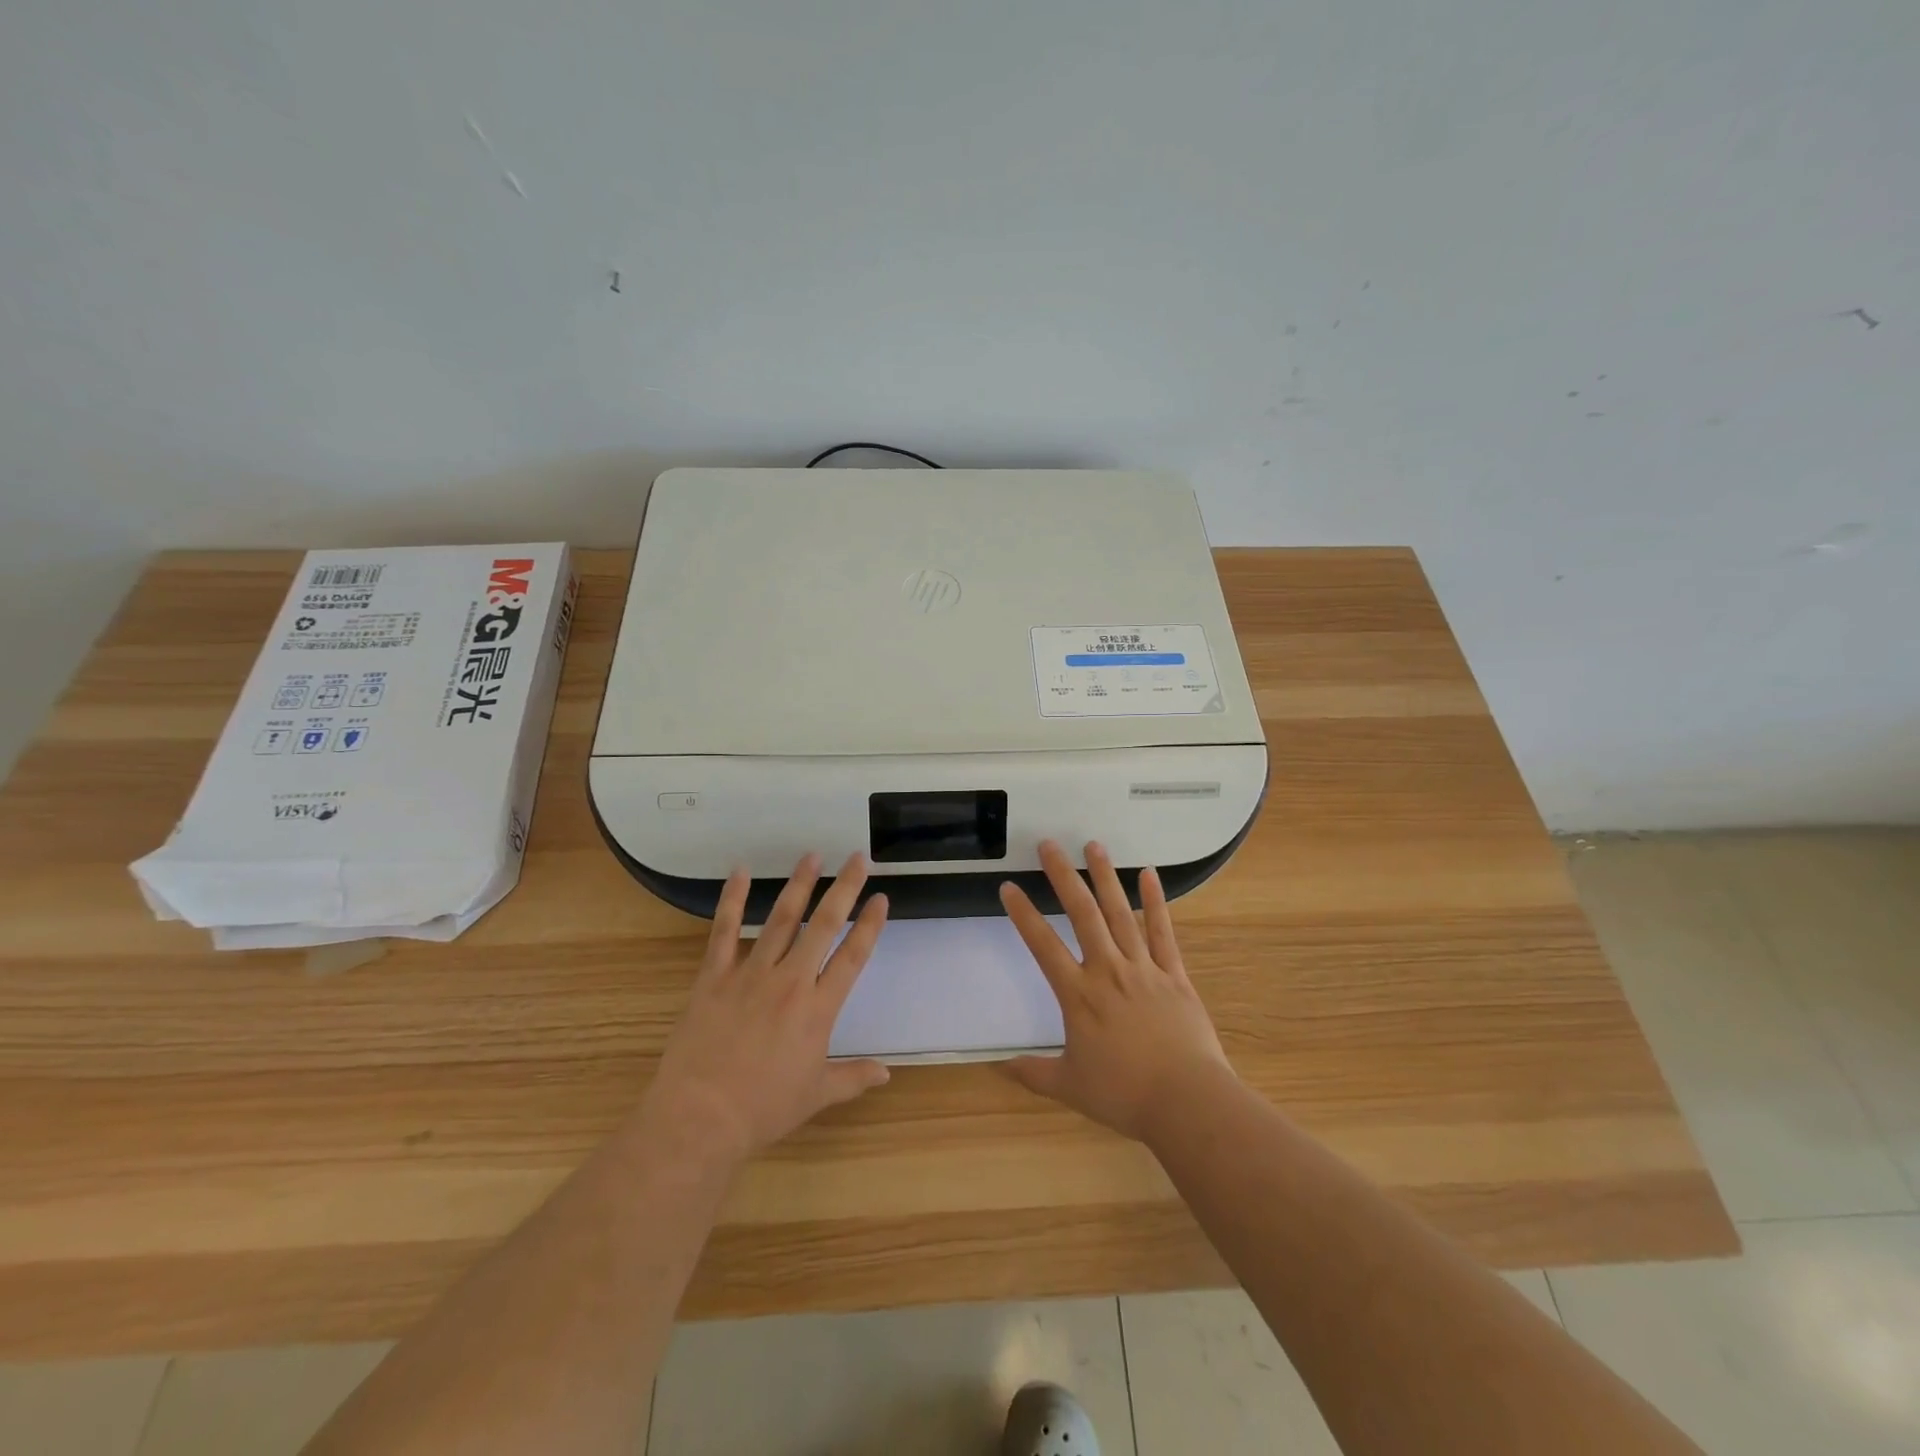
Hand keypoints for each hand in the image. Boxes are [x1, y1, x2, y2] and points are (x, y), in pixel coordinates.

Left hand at [644, 852, 890, 1166]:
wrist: (700, 1118)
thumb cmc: (763, 1109)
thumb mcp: (816, 1096)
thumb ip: (853, 1078)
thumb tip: (887, 1072)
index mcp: (818, 1009)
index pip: (852, 957)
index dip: (869, 925)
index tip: (881, 898)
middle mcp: (790, 981)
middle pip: (823, 926)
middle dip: (843, 889)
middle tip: (857, 858)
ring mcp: (750, 974)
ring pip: (780, 919)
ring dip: (798, 885)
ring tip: (812, 855)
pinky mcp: (714, 977)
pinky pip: (723, 931)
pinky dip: (731, 900)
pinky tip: (739, 871)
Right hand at [999, 839, 1230, 1140]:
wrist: (1186, 1101)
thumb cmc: (1124, 1095)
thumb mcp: (1069, 1086)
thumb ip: (1032, 1073)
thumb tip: (997, 1067)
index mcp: (1079, 995)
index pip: (1043, 945)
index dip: (1023, 915)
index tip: (1008, 887)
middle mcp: (1108, 970)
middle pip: (1082, 914)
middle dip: (1063, 876)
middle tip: (1049, 844)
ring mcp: (1143, 968)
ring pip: (1120, 913)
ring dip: (1105, 877)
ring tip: (1093, 845)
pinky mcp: (1174, 974)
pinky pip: (1162, 932)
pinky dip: (1155, 902)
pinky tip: (1149, 874)